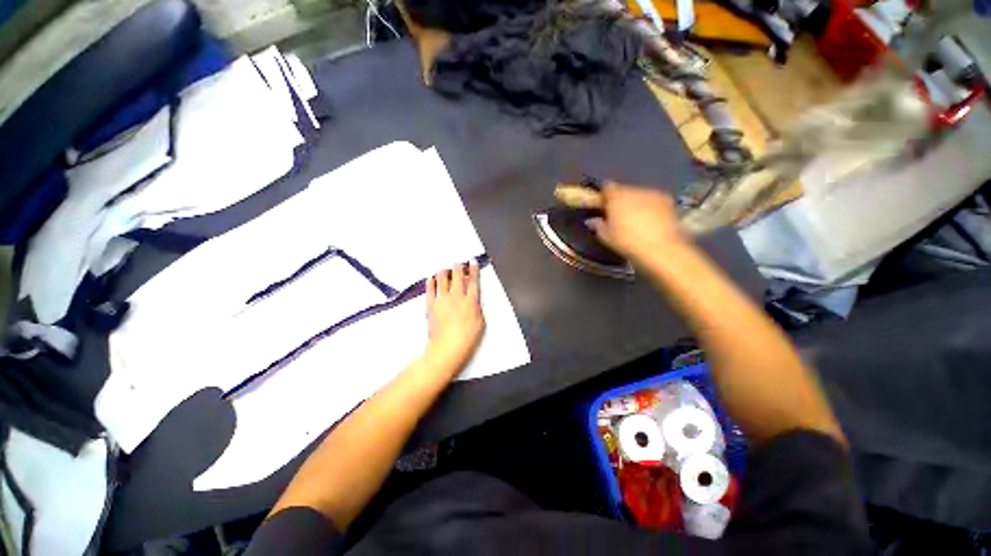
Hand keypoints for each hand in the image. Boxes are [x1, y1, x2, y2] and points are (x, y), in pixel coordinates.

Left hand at [423, 262, 484, 375]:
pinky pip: (430, 289)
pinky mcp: (431, 305)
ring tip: (444, 269)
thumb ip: (477, 309)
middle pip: (457, 276)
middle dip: (458, 267)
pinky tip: (431, 278)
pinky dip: (431, 282)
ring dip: (444, 272)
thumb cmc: (467, 338)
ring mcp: (443, 300)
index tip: (472, 262)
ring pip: (442, 279)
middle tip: (458, 263)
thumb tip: (474, 302)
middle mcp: (457, 296)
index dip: (473, 270)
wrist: (448, 347)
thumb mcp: (480, 323)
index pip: (474, 281)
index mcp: (471, 301)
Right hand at [589, 182, 689, 262]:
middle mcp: (633, 190)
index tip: (602, 204)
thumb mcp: (606, 236)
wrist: (660, 247)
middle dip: (620, 199)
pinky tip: (651, 220)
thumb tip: (591, 220)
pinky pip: (653, 200)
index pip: (606, 187)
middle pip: (623, 190)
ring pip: (639, 194)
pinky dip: (650, 206)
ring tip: (636, 218)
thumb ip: (597, 225)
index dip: (603, 195)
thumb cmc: (626, 241)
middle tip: (618, 214)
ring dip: (635, 202)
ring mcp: (652, 193)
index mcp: (616, 197)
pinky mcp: (667, 200)